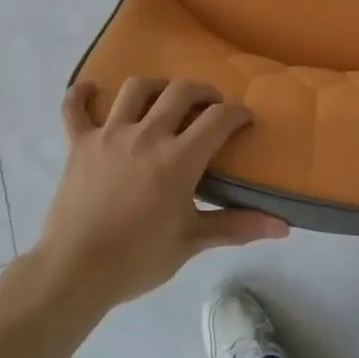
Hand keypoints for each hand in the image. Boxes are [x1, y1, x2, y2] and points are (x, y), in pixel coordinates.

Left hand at [33, 78, 288, 312]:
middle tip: (210, 104)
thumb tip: (284, 226)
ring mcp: (109, 133)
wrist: (76, 270)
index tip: (244, 118)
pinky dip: (82, 94)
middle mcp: (146, 134)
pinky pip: (74, 107)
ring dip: (155, 87)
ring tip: (163, 99)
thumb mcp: (191, 242)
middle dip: (202, 91)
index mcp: (178, 158)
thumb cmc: (138, 258)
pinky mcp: (79, 142)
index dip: (237, 113)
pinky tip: (91, 90)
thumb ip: (237, 226)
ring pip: (135, 89)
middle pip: (180, 91)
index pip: (218, 119)